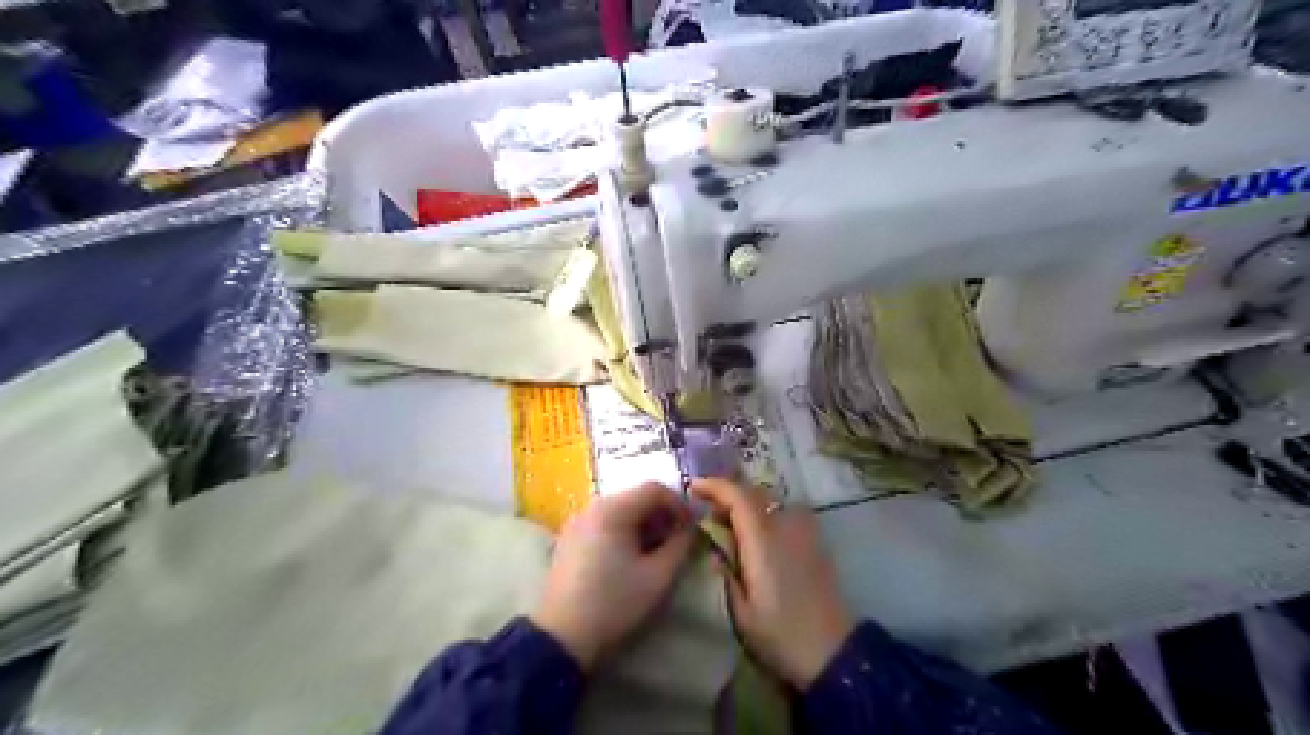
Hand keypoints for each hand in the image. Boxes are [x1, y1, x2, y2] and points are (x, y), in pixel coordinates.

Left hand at [528, 482, 699, 670]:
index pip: (654, 489)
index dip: (679, 504)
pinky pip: (604, 524)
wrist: (561, 638)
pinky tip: (630, 559)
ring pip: (620, 511)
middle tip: (678, 541)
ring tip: (657, 552)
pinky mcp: (569, 540)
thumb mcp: (658, 577)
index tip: (693, 527)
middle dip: (662, 515)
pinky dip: (624, 532)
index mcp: (612, 510)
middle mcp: (591, 507)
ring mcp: (576, 523)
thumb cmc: (614, 603)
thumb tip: (691, 528)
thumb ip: (681, 545)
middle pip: (635, 498)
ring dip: (644, 525)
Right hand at [689, 478, 856, 688]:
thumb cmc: (781, 635)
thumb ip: (725, 573)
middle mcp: (786, 526)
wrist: (834, 652)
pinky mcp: (816, 541)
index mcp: (763, 541)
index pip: (738, 496)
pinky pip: (786, 513)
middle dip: (728, 493)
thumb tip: (714, 548)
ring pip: (771, 501)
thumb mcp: (741, 612)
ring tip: (730, 522)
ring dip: (748, 502)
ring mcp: (805, 531)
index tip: (693, 487)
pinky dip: (766, 513)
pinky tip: (757, 535)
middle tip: (706, 508)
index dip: (714, 486)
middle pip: (754, 492)